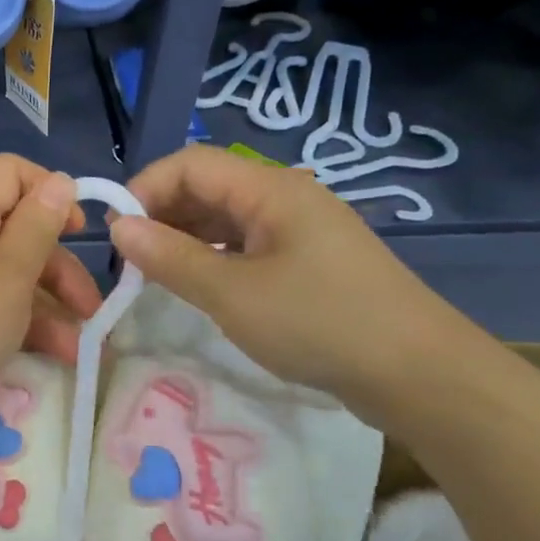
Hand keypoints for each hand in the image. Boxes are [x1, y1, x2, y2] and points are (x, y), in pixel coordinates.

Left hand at [0, 155, 101, 443]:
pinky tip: (57, 353)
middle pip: (16, 224)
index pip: (10, 171)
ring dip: (50, 301)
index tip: (79, 231)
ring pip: (9, 268)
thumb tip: (59, 180)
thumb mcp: (11, 275)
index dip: (50, 191)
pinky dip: (23, 319)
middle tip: (92, 306)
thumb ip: (38, 225)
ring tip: (82, 346)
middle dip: (60, 263)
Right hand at [108, 145, 482, 424]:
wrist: (421, 376)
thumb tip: (119, 227)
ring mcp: (301, 230)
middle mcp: (285, 198)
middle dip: (162, 215)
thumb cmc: (319, 323)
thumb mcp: (231, 294)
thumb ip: (170, 257)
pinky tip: (200, 286)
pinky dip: (213, 258)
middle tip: (131, 261)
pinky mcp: (310, 262)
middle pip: (207, 187)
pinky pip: (246, 245)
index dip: (146, 188)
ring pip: (225, 219)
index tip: (118, 234)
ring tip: (156, 276)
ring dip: (185, 239)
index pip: (190, 163)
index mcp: (270, 190)